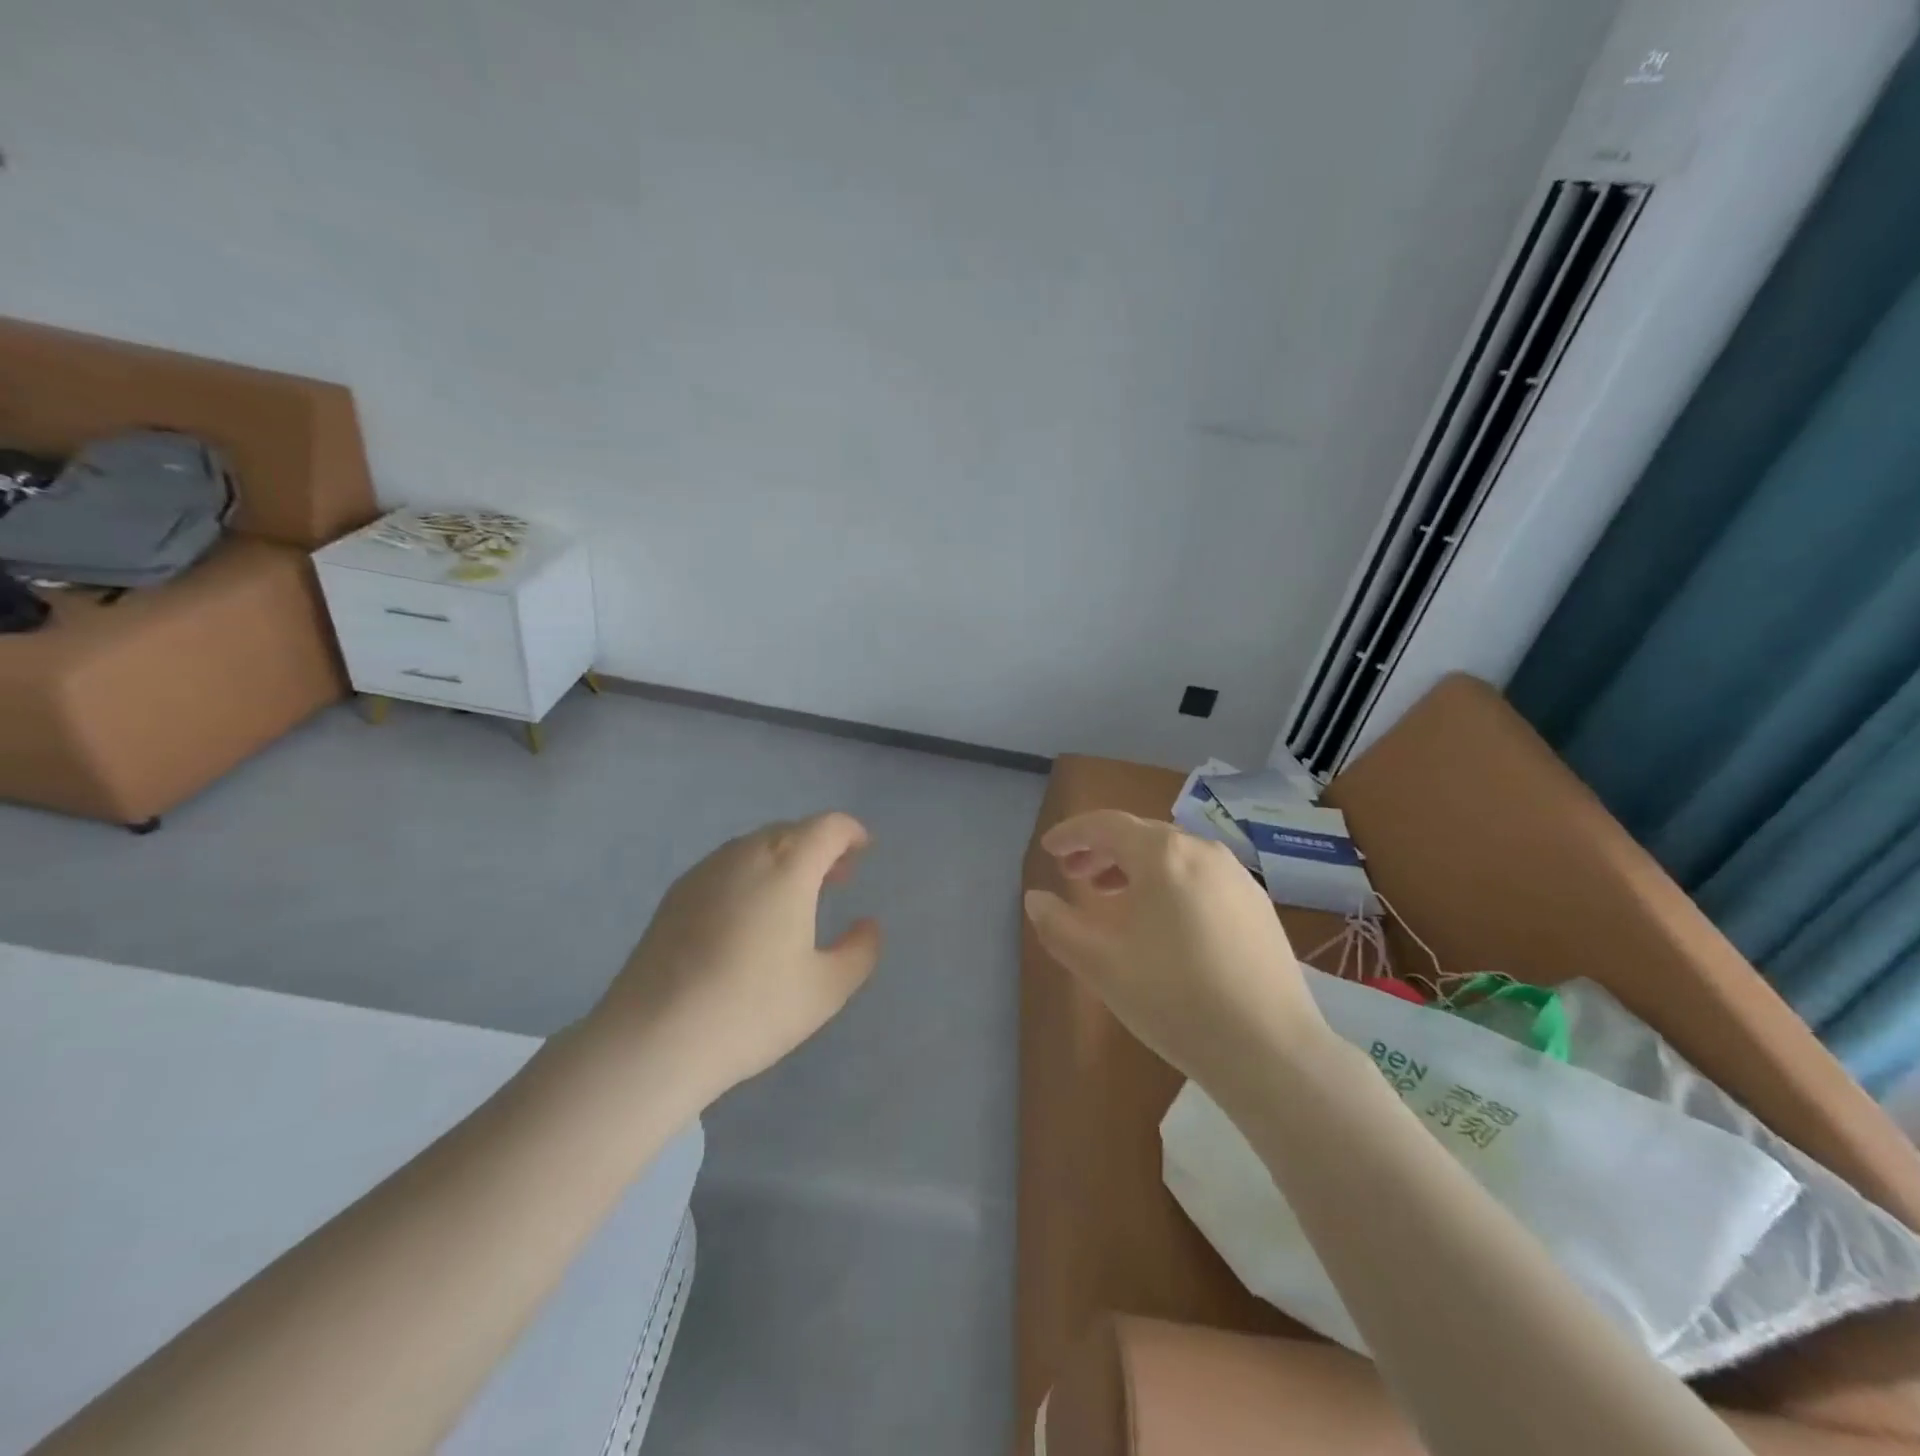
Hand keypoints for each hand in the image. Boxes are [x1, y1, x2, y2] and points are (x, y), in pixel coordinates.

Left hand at [588, 813, 881, 1107]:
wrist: (654, 1037)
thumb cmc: (752, 1009)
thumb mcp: (826, 990)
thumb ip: (860, 951)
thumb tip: (867, 926)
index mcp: (788, 865)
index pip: (828, 826)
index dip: (851, 833)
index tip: (863, 851)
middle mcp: (746, 854)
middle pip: (791, 831)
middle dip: (819, 847)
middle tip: (836, 880)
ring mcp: (705, 871)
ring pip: (756, 847)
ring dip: (783, 860)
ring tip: (793, 899)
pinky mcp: (675, 894)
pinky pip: (726, 867)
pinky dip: (750, 875)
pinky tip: (748, 917)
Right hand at [1024, 810, 1326, 1097]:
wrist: (1270, 1050)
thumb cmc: (1174, 998)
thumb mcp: (1100, 963)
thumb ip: (1058, 925)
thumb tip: (1036, 899)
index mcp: (1163, 855)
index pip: (1106, 825)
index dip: (1072, 833)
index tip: (1048, 849)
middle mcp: (1203, 851)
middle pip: (1141, 836)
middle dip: (1101, 851)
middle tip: (1072, 875)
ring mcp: (1237, 877)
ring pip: (1174, 857)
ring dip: (1134, 868)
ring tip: (1110, 896)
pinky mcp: (1258, 906)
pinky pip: (1200, 878)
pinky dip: (1168, 884)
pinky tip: (1162, 922)